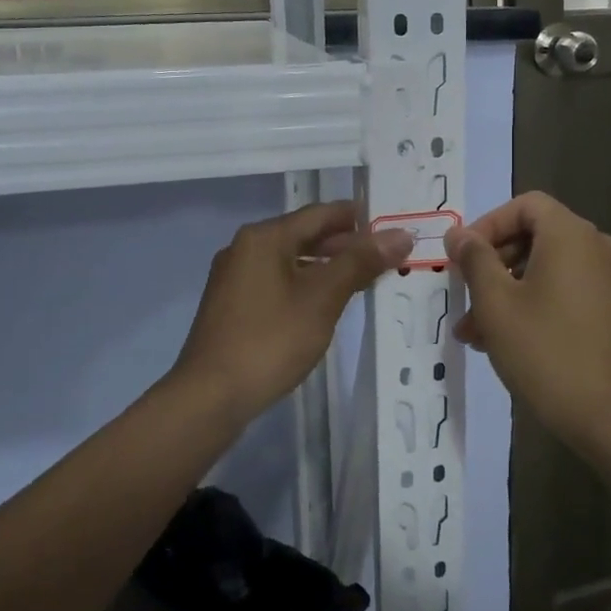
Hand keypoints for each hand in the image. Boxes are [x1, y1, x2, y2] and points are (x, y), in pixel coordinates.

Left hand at [169, 202, 411, 422]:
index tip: (393, 227)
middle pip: (305, 234)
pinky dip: (305, 284)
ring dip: (327, 266)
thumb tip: (401, 234)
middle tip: (387, 257)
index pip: (321, 214)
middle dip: (346, 245)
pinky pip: (277, 281)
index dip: (359, 218)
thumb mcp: (322, 299)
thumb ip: (361, 262)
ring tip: (365, 280)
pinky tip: (326, 304)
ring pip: (291, 260)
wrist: (209, 397)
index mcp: (265, 237)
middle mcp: (246, 247)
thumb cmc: (270, 341)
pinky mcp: (232, 304)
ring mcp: (235, 277)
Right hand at [446, 192, 610, 450]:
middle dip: (493, 265)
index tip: (462, 258)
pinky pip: (568, 293)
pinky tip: (508, 344)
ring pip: (548, 270)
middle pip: (536, 237)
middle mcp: (598, 248)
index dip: (488, 225)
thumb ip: (475, 260)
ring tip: (475, 333)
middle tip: (464, 298)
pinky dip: (536, 306)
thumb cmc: (548, 352)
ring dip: (508, 292)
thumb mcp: (497, 305)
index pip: (525, 205)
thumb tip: (459, 234)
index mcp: (572, 235)